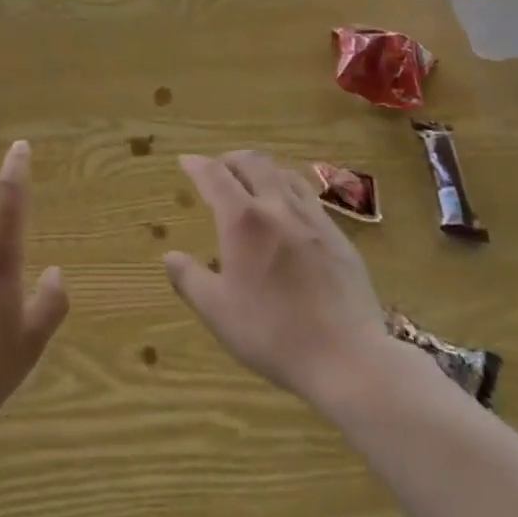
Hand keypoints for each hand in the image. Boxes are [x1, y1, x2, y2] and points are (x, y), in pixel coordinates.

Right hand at [164, 151, 393, 413]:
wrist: (348, 357)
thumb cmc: (273, 334)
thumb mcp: (218, 312)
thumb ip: (190, 279)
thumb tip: (170, 256)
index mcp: (244, 221)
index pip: (215, 176)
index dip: (197, 165)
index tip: (186, 161)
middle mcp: (278, 207)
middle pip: (253, 162)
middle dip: (230, 159)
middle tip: (218, 169)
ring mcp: (313, 219)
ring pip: (284, 174)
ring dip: (262, 170)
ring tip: (253, 183)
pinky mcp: (339, 236)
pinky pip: (309, 197)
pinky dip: (289, 190)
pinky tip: (289, 212)